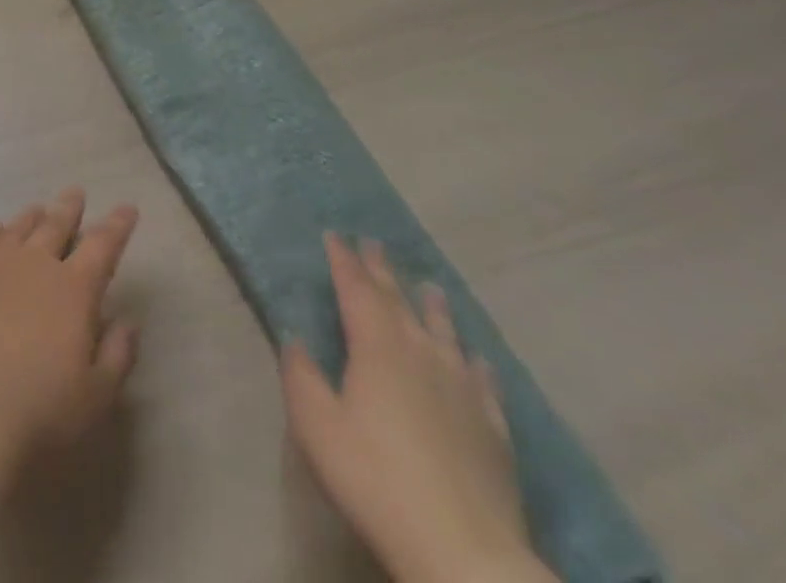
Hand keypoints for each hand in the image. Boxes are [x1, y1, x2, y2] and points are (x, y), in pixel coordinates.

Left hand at [0, 187, 139, 458]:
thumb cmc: (42, 409)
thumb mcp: (97, 394)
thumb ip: (117, 353)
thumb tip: (127, 320)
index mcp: (74, 289)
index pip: (103, 246)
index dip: (117, 226)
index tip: (127, 208)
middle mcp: (35, 264)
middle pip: (56, 225)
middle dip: (69, 208)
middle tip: (76, 193)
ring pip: (17, 228)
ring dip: (31, 217)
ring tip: (38, 209)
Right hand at [281, 234, 553, 582]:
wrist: (464, 551)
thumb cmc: (375, 478)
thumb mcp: (317, 426)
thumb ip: (301, 375)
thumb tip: (293, 337)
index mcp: (376, 346)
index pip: (356, 290)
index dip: (343, 261)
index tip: (334, 235)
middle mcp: (420, 353)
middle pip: (398, 301)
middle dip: (382, 271)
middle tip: (373, 243)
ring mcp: (461, 388)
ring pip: (444, 332)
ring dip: (432, 306)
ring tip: (430, 285)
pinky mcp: (493, 426)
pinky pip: (483, 380)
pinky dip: (474, 360)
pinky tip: (476, 357)